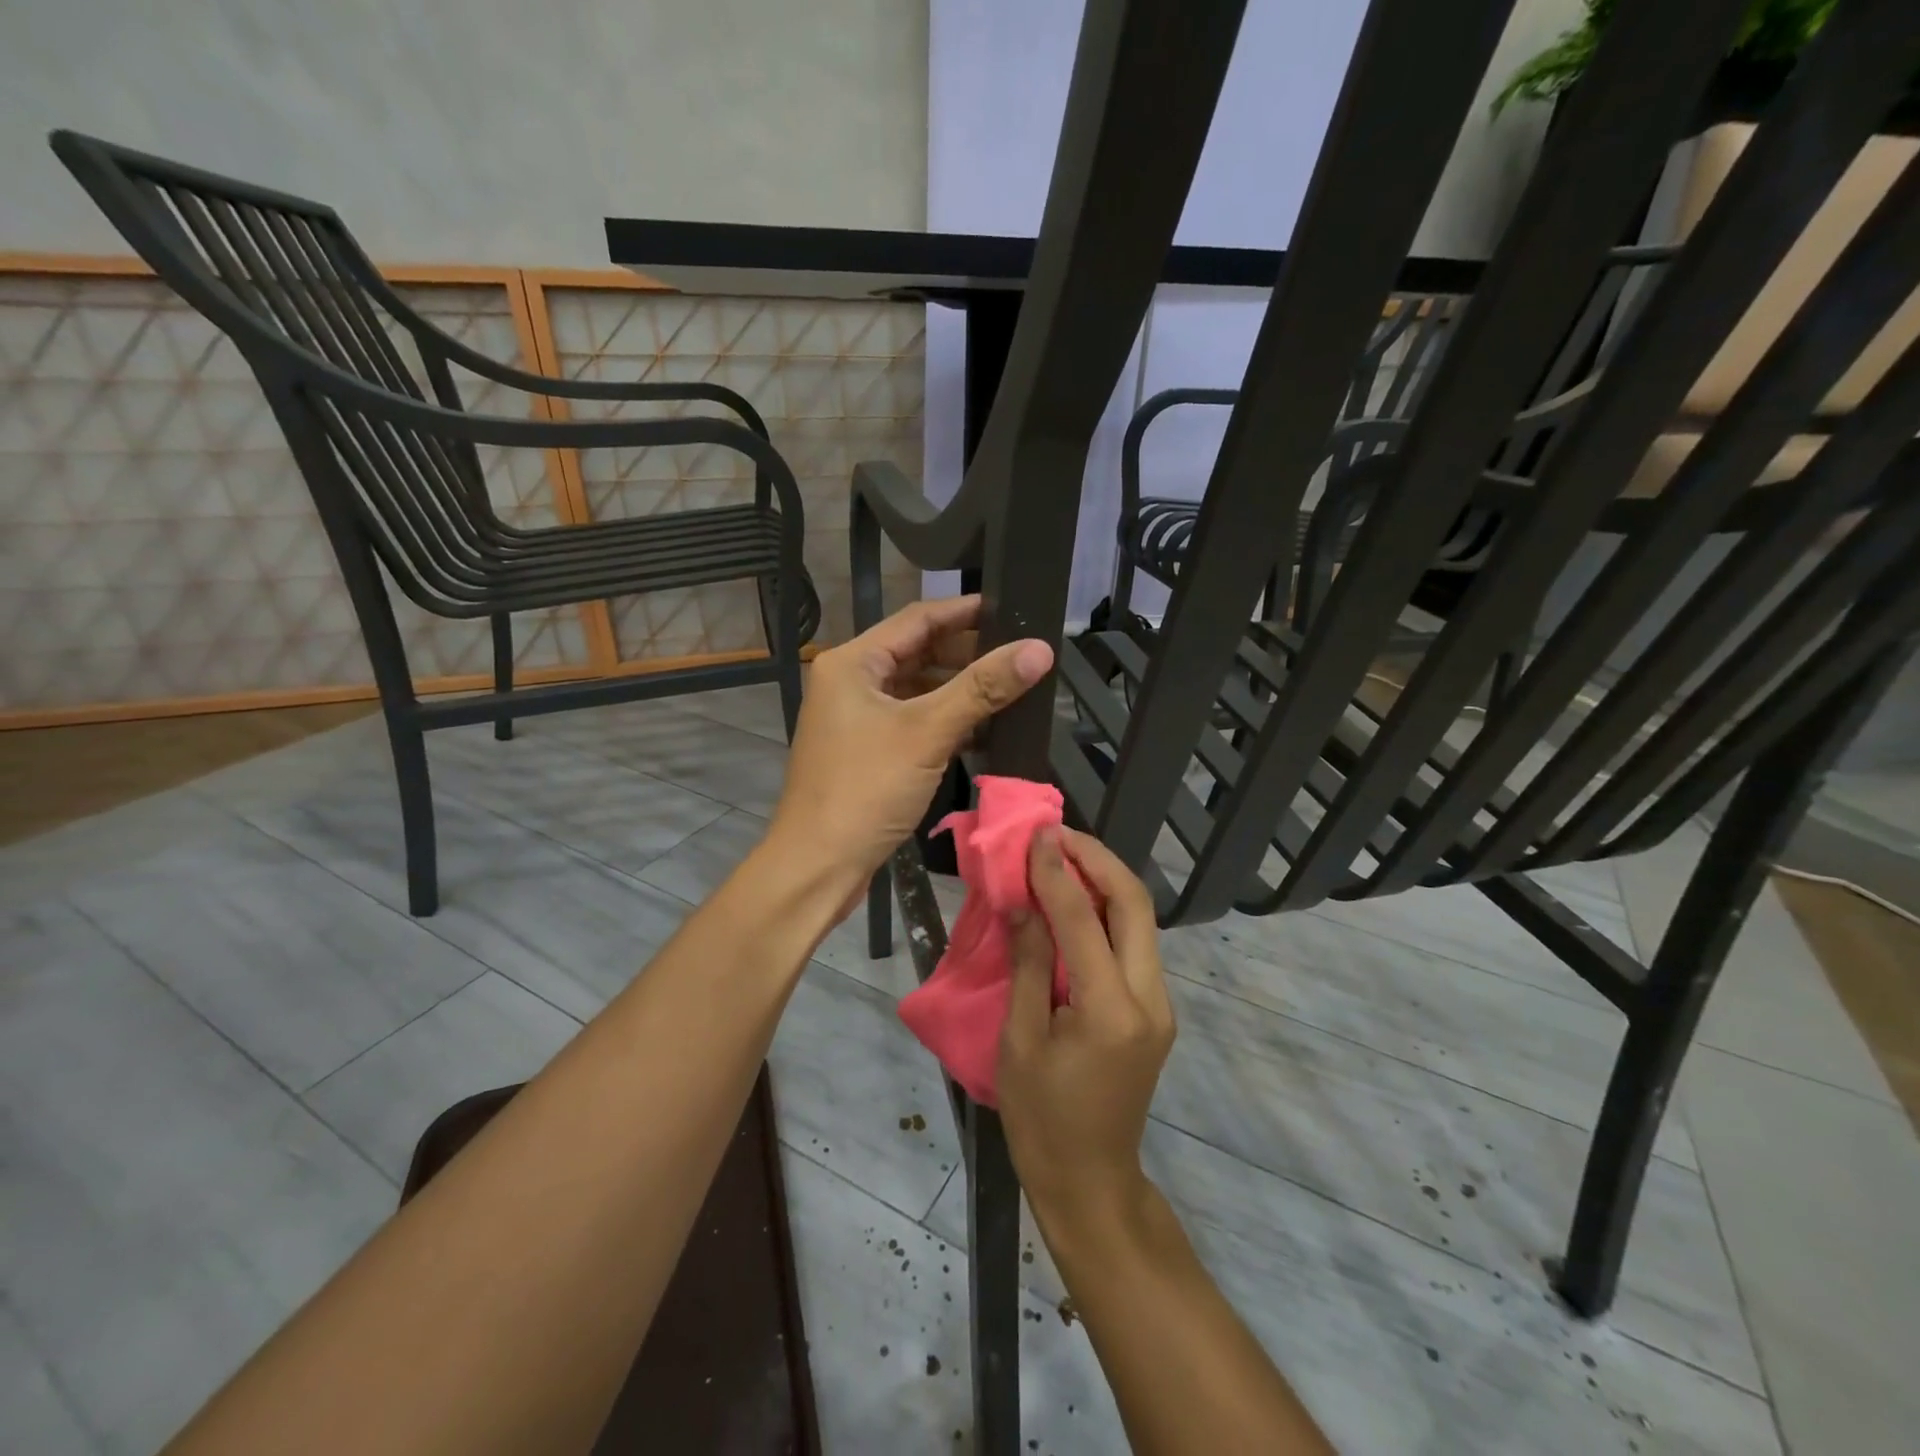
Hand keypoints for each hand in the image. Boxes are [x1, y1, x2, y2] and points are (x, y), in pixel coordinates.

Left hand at [766, 596, 1051, 891]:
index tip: (1012, 609)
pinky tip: (984, 730)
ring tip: (1011, 689)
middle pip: (918, 653)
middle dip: (968, 654)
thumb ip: (983, 688)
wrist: (819, 866)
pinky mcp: (868, 751)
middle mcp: (851, 682)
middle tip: (1020, 655)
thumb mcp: (927, 733)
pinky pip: (913, 722)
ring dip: (960, 691)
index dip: (966, 612)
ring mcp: (857, 719)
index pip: (918, 619)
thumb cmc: (866, 789)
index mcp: (853, 663)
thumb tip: (1041, 649)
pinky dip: (946, 722)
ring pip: (918, 690)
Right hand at [998, 827, 1175, 1232]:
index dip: (1056, 872)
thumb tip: (1024, 902)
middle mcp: (1149, 998)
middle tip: (1057, 835)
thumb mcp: (1019, 1041)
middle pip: (1134, 905)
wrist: (1092, 1182)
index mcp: (1110, 1011)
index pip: (1082, 920)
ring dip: (1104, 879)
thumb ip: (1028, 965)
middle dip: (1098, 859)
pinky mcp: (1155, 1009)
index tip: (1036, 835)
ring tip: (1063, 855)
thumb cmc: (1042, 1119)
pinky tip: (1075, 900)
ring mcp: (1160, 1003)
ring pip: (1140, 919)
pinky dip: (1106, 910)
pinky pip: (1134, 942)